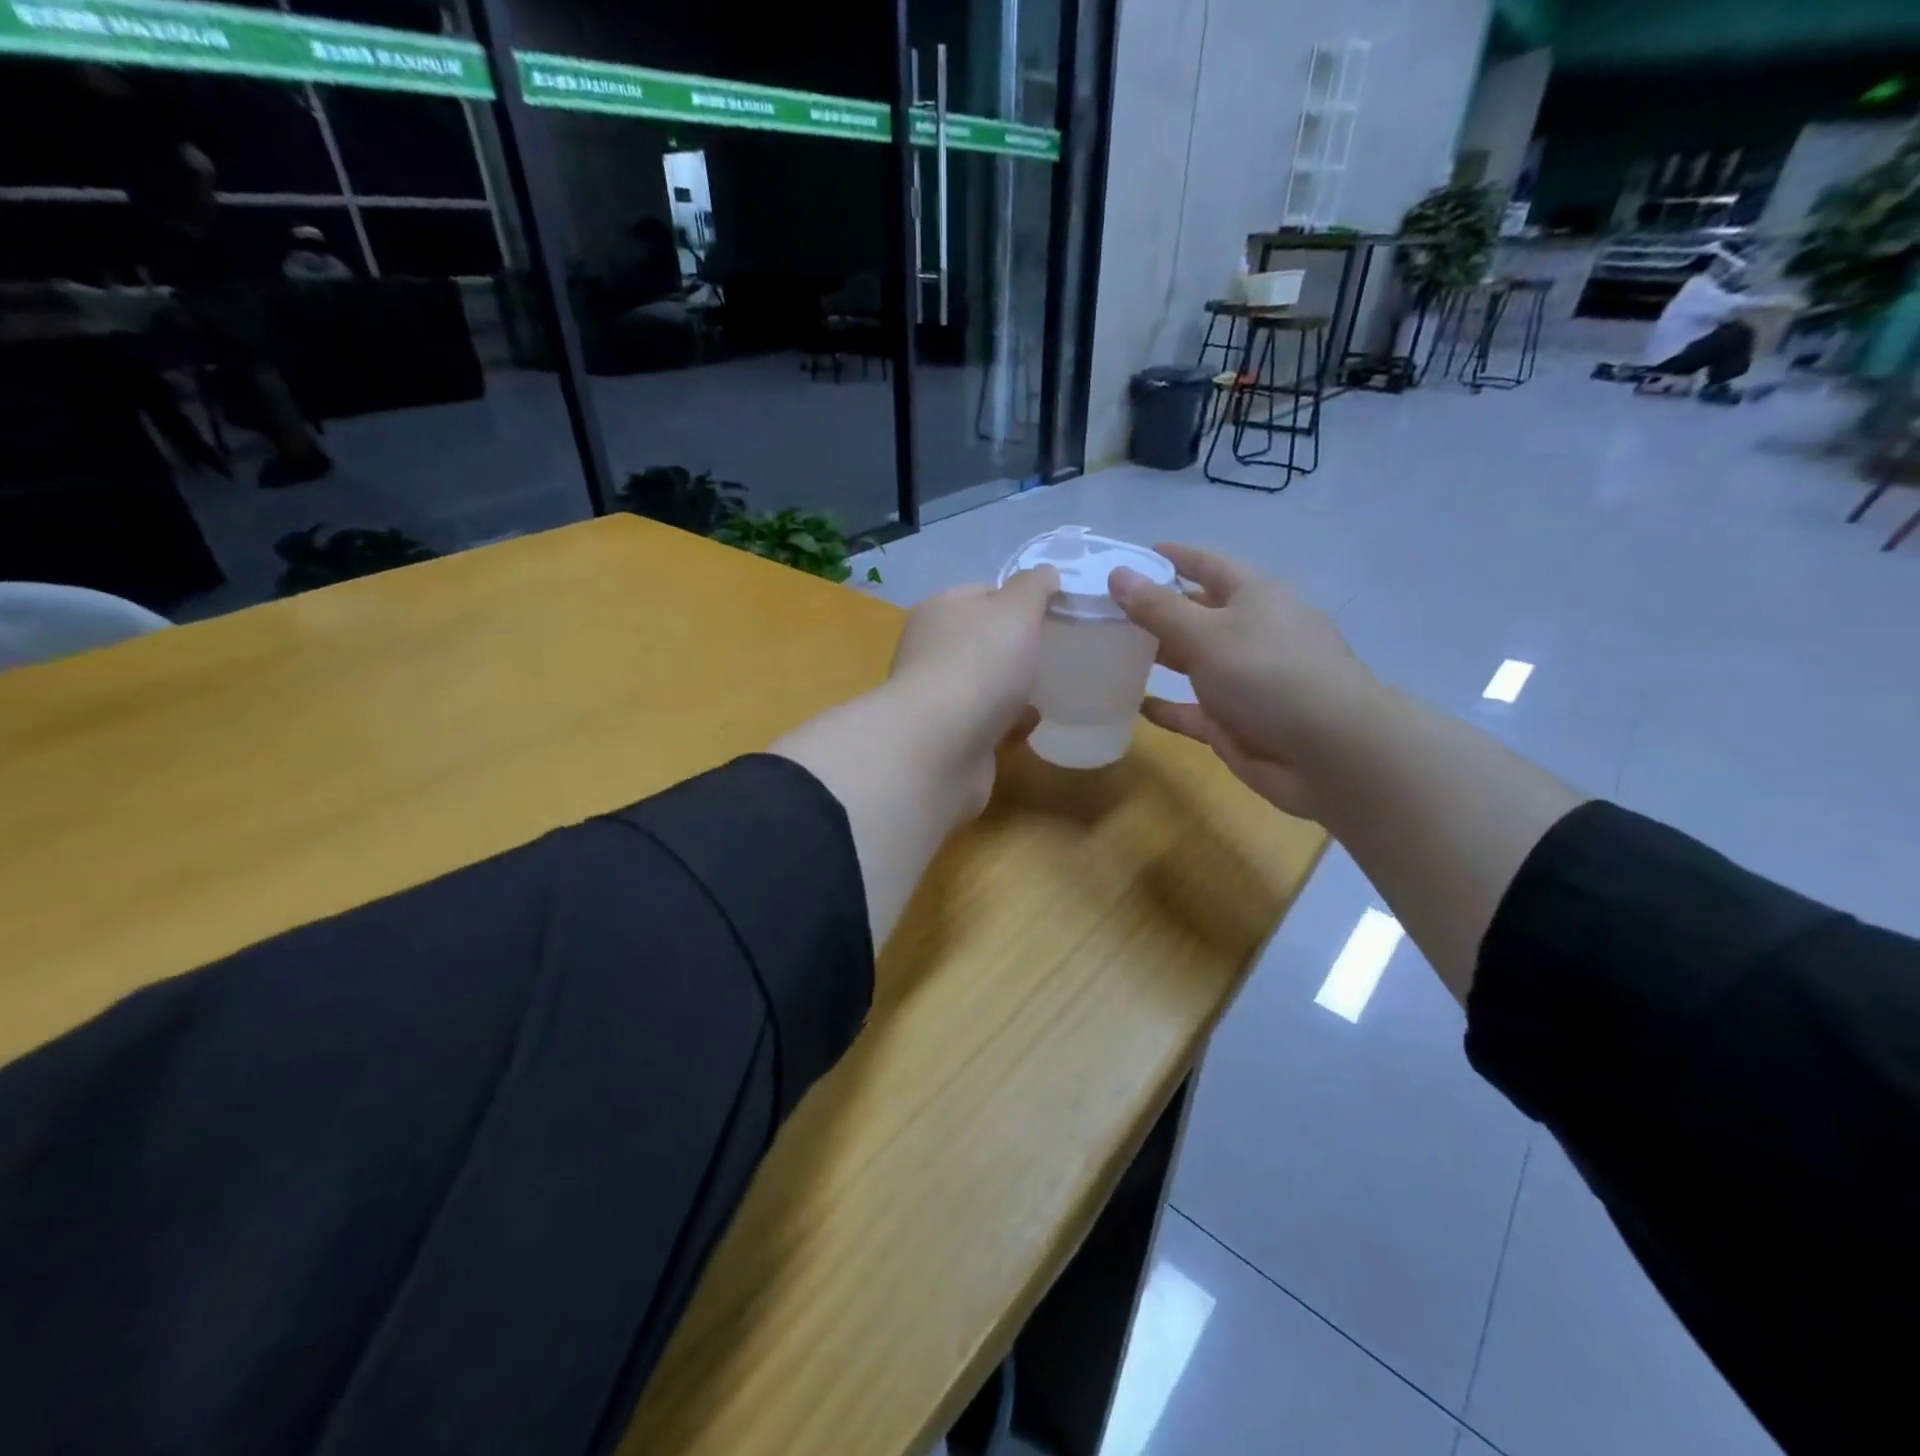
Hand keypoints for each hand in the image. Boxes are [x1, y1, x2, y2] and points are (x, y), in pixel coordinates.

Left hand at [885, 566, 1057, 816]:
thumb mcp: (1016, 609)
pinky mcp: (947, 738)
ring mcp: (937, 697)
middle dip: (1017, 648)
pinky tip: (1028, 727)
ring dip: (1014, 689)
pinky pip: (986, 724)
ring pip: (984, 685)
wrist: (941, 746)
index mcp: (940, 610)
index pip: (983, 593)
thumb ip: (1033, 587)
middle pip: (983, 641)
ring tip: (1049, 691)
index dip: (1018, 598)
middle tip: (1056, 654)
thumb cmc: (979, 664)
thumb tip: (1045, 574)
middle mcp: (931, 650)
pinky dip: (1007, 724)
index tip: (1053, 613)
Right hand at [1109, 545, 1377, 818]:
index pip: (1208, 564)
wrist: (1328, 752)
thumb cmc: (1268, 674)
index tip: (1134, 554)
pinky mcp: (1233, 721)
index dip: (1174, 556)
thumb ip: (1158, 607)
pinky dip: (1164, 706)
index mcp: (1254, 596)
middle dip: (1155, 609)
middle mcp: (1249, 632)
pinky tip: (1131, 703)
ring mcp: (1242, 679)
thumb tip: (1118, 573)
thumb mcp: (1207, 633)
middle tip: (1104, 607)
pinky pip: (1190, 709)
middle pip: (1196, 613)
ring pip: (1191, 661)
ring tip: (1108, 650)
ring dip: (1157, 655)